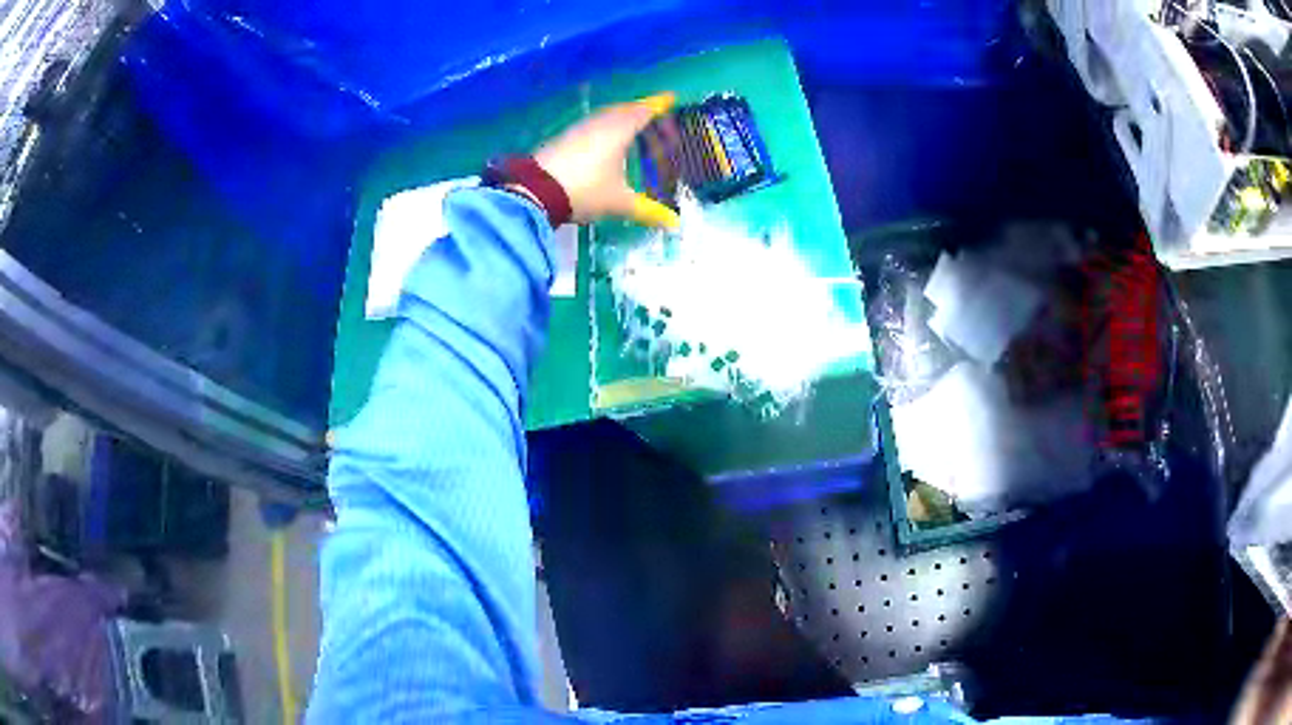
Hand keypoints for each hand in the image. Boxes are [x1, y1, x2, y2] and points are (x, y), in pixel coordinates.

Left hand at [533, 93, 680, 228]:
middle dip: (637, 109)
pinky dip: (601, 128)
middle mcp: (599, 124)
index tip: (669, 98)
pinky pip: (589, 127)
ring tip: (627, 126)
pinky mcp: (561, 139)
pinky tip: (600, 142)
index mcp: (619, 130)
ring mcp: (577, 129)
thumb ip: (646, 211)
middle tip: (650, 112)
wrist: (535, 190)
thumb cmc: (585, 190)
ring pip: (603, 117)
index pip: (643, 112)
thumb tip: (674, 223)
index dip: (657, 105)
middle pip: (622, 110)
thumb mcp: (618, 202)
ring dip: (617, 117)